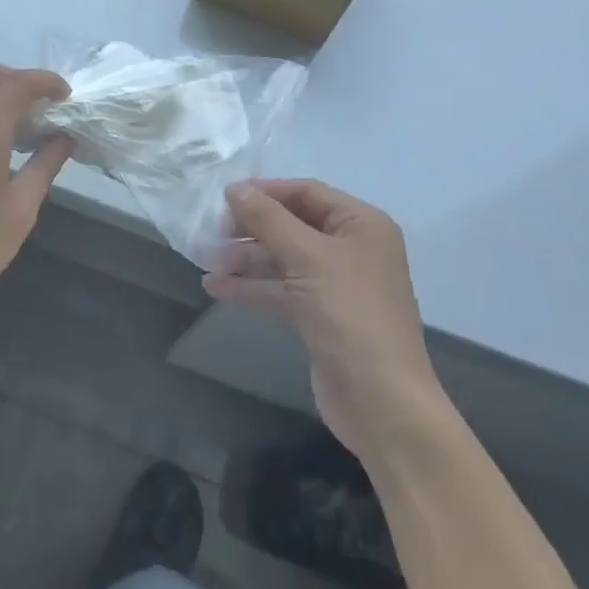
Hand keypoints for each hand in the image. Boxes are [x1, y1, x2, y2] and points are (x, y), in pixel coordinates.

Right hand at [205, 179, 442, 459]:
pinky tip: (216, 287)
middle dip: (253, 228)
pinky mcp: (321, 316)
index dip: (266, 192)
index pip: (307, 192)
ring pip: (284, 259)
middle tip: (212, 232)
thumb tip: (235, 188)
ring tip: (208, 260)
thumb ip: (268, 219)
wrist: (380, 400)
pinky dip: (253, 287)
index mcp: (360, 224)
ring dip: (247, 258)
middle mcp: (352, 248)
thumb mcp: (306, 257)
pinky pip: (282, 289)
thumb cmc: (349, 314)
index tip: (224, 197)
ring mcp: (336, 284)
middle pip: (293, 224)